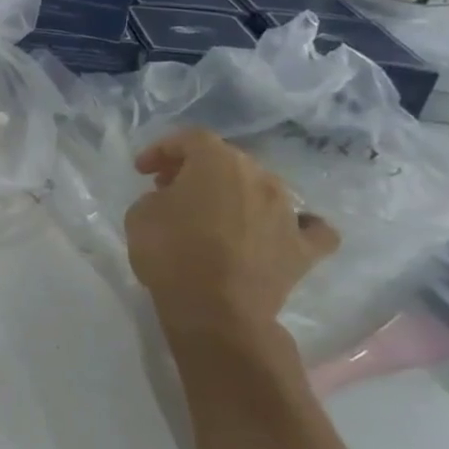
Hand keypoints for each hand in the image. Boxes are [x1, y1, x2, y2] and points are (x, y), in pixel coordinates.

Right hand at [124, 129, 338, 361]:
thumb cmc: (171, 253)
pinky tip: (280, 232)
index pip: (190, 139)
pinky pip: (308, 228)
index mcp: (217, 162)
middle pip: (228, 160)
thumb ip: (159, 196)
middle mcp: (260, 177)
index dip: (163, 149)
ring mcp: (288, 212)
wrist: (215, 309)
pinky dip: (295, 226)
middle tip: (171, 190)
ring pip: (263, 188)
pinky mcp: (304, 248)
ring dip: (237, 194)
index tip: (143, 170)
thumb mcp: (140, 213)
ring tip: (213, 215)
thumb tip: (175, 200)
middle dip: (197, 170)